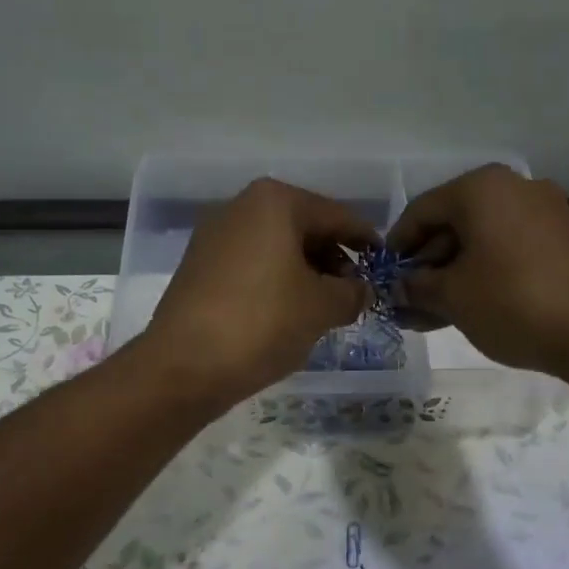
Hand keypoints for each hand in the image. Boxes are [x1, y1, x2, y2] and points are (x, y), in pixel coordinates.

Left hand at [143, 178, 374, 406]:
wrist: (184, 365)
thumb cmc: (263, 323)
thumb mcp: (322, 308)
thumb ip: (352, 293)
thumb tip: (362, 291)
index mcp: (275, 202)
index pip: (336, 216)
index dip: (365, 241)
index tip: (384, 263)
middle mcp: (241, 207)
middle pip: (303, 227)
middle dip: (333, 258)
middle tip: (353, 292)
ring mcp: (214, 237)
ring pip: (276, 247)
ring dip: (305, 272)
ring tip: (323, 307)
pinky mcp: (198, 267)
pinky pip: (252, 265)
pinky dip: (276, 281)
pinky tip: (287, 312)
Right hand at [387, 164, 568, 376]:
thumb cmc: (514, 303)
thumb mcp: (453, 297)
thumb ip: (417, 288)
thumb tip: (400, 289)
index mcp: (481, 188)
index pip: (421, 211)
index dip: (397, 247)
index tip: (385, 280)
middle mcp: (515, 188)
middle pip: (453, 223)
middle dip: (427, 265)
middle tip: (409, 303)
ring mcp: (545, 213)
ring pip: (482, 241)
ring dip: (454, 275)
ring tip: (434, 315)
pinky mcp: (565, 241)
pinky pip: (510, 251)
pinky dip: (485, 275)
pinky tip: (472, 308)